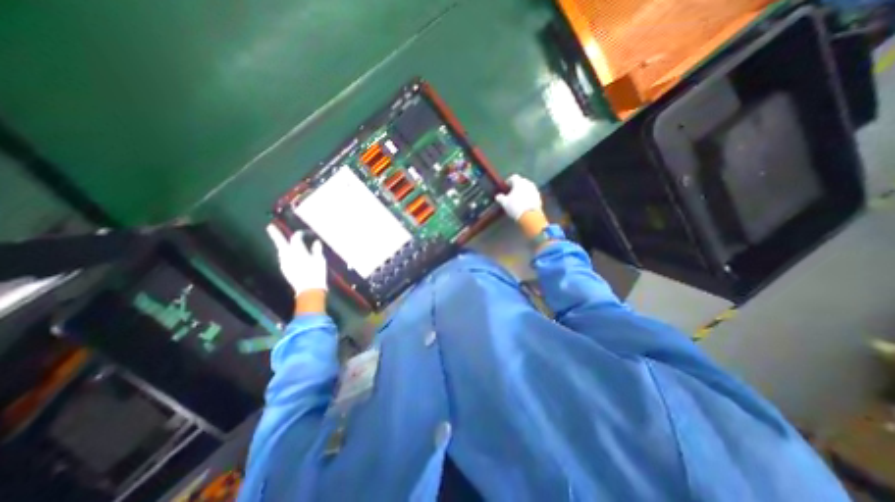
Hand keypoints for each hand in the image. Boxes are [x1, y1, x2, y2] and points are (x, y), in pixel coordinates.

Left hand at [266, 222, 327, 292]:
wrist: (309, 289)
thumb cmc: (316, 273)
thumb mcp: (320, 260)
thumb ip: (317, 250)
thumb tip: (316, 242)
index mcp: (298, 251)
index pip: (295, 238)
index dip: (299, 234)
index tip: (303, 232)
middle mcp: (288, 255)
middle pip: (280, 243)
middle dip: (275, 235)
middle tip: (269, 227)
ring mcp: (284, 263)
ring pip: (281, 251)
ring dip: (281, 245)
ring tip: (281, 242)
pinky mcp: (285, 270)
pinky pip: (283, 258)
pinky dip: (285, 254)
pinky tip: (289, 255)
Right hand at [492, 175, 549, 238]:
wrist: (530, 216)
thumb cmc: (515, 207)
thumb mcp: (504, 203)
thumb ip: (500, 198)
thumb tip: (498, 196)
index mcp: (519, 182)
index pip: (513, 177)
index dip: (508, 181)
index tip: (506, 187)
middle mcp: (528, 183)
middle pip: (521, 181)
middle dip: (516, 185)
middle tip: (511, 192)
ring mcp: (535, 190)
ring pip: (528, 187)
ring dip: (523, 190)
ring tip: (518, 198)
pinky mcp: (539, 197)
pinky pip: (532, 193)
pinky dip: (528, 196)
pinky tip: (525, 203)